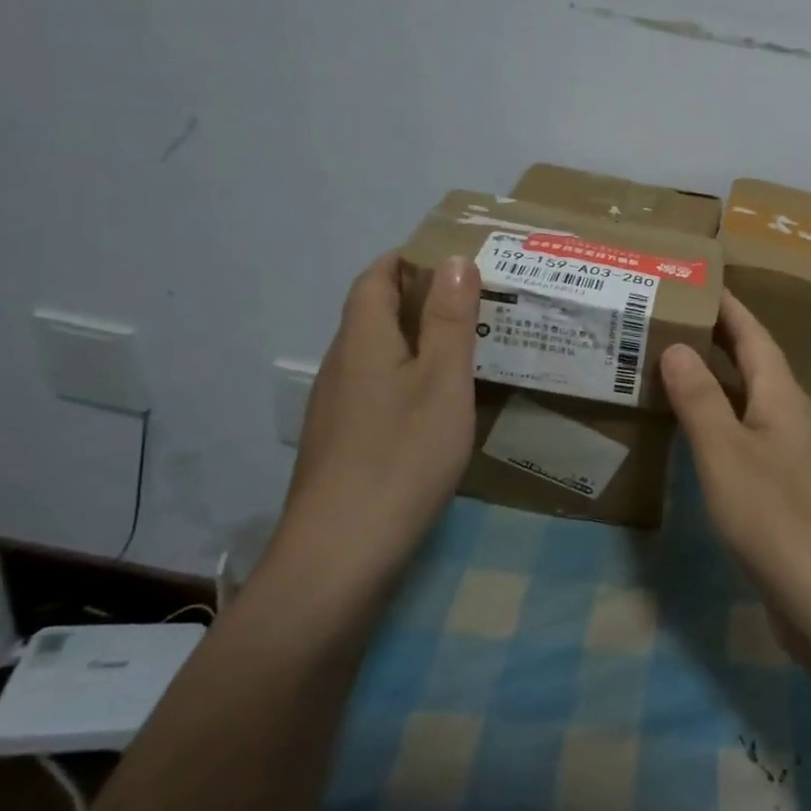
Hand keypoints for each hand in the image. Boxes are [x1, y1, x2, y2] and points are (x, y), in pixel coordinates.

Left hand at [275, 252, 480, 577]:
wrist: (341, 552)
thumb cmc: (402, 455)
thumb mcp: (442, 381)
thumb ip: (450, 320)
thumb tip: (455, 260)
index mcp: (363, 341)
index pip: (375, 279)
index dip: (406, 260)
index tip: (450, 258)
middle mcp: (341, 367)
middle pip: (373, 316)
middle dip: (418, 299)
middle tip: (474, 302)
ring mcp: (336, 409)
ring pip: (376, 356)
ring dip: (415, 341)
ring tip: (465, 348)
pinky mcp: (341, 445)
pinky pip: (376, 391)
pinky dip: (407, 379)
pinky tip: (436, 406)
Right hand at [660, 293, 810, 648]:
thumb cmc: (773, 513)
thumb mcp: (724, 451)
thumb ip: (699, 398)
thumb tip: (678, 347)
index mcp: (782, 395)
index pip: (754, 335)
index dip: (728, 308)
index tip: (700, 283)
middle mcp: (794, 415)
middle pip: (756, 364)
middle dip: (720, 340)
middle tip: (676, 321)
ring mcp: (796, 453)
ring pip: (753, 401)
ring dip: (720, 381)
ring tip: (678, 370)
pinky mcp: (791, 487)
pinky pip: (752, 435)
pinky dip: (724, 422)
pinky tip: (702, 435)